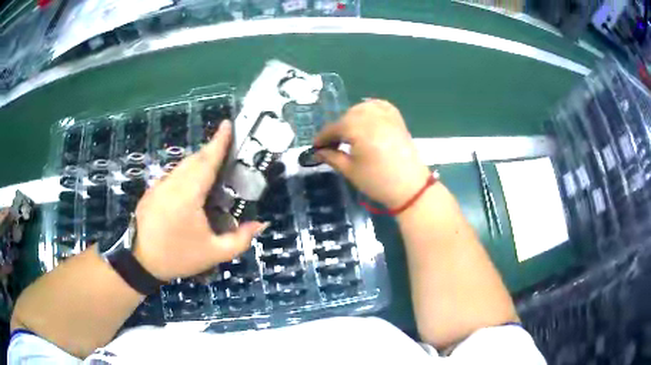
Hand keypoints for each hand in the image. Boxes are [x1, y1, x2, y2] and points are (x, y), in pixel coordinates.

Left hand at [133, 121, 266, 280]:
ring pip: (183, 166)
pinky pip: (174, 175)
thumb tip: (260, 223)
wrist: (140, 262)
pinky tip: (193, 189)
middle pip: (194, 159)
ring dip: (199, 162)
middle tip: (229, 149)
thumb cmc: (178, 257)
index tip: (228, 124)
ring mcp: (159, 186)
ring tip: (214, 170)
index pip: (206, 161)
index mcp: (188, 196)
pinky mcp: (152, 191)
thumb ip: (240, 240)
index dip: (218, 142)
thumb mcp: (214, 254)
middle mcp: (172, 184)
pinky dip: (187, 173)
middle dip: (211, 150)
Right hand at [315, 100, 429, 207]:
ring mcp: (386, 115)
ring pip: (361, 109)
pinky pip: (379, 106)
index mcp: (357, 128)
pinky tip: (365, 119)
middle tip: (332, 145)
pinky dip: (369, 109)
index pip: (333, 128)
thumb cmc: (377, 181)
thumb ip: (332, 157)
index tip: (315, 147)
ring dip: (351, 118)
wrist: (410, 187)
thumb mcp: (350, 170)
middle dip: (337, 129)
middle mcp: (371, 116)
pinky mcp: (396, 118)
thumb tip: (318, 152)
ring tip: (349, 135)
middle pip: (346, 117)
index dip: (322, 138)